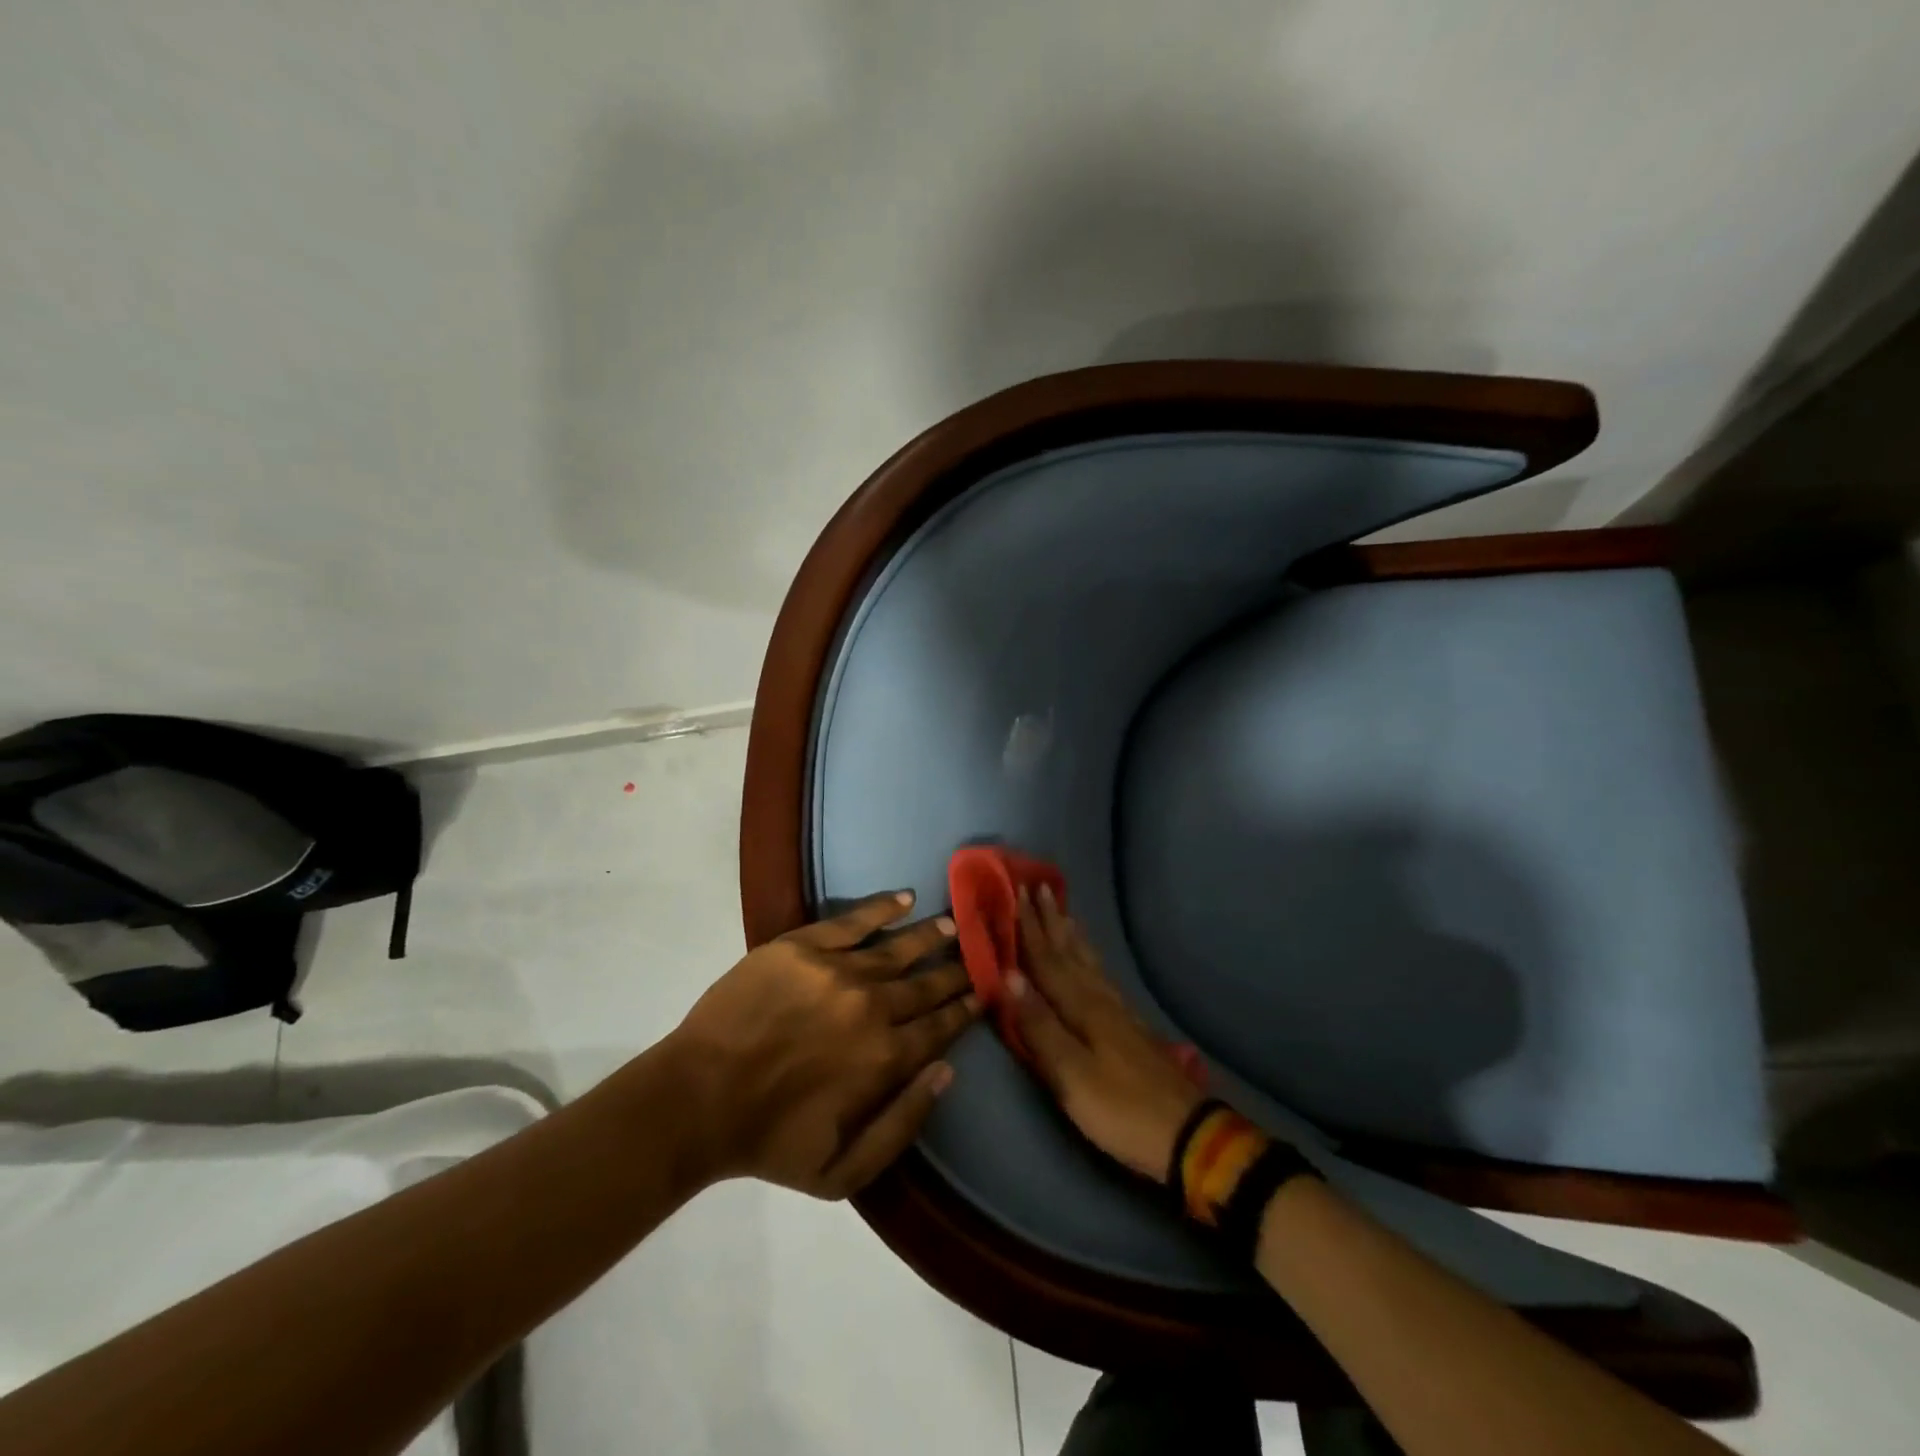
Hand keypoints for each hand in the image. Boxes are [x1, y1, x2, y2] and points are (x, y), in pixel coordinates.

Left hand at [668, 892, 979, 1198]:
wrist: (698, 1101)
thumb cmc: (770, 1143)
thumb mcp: (843, 1172)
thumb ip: (903, 1124)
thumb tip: (946, 1071)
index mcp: (885, 1059)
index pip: (939, 1027)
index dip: (964, 1009)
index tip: (981, 994)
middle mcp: (872, 1008)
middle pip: (926, 984)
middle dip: (955, 970)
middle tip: (975, 956)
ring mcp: (837, 971)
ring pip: (898, 948)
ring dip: (929, 935)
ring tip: (952, 922)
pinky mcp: (803, 947)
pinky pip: (854, 921)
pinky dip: (883, 908)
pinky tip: (904, 897)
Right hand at [1005, 886, 1204, 1181]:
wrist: (1187, 1135)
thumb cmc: (1120, 1109)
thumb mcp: (1071, 1076)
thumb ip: (1039, 1026)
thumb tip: (1008, 976)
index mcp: (1081, 1008)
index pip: (1047, 960)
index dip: (1028, 928)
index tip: (1016, 892)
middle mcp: (1099, 999)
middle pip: (1069, 953)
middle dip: (1050, 921)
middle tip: (1038, 885)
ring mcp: (1118, 1012)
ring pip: (1088, 961)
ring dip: (1071, 935)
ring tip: (1063, 911)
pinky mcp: (1130, 1027)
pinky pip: (1102, 976)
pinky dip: (1091, 958)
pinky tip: (1091, 961)